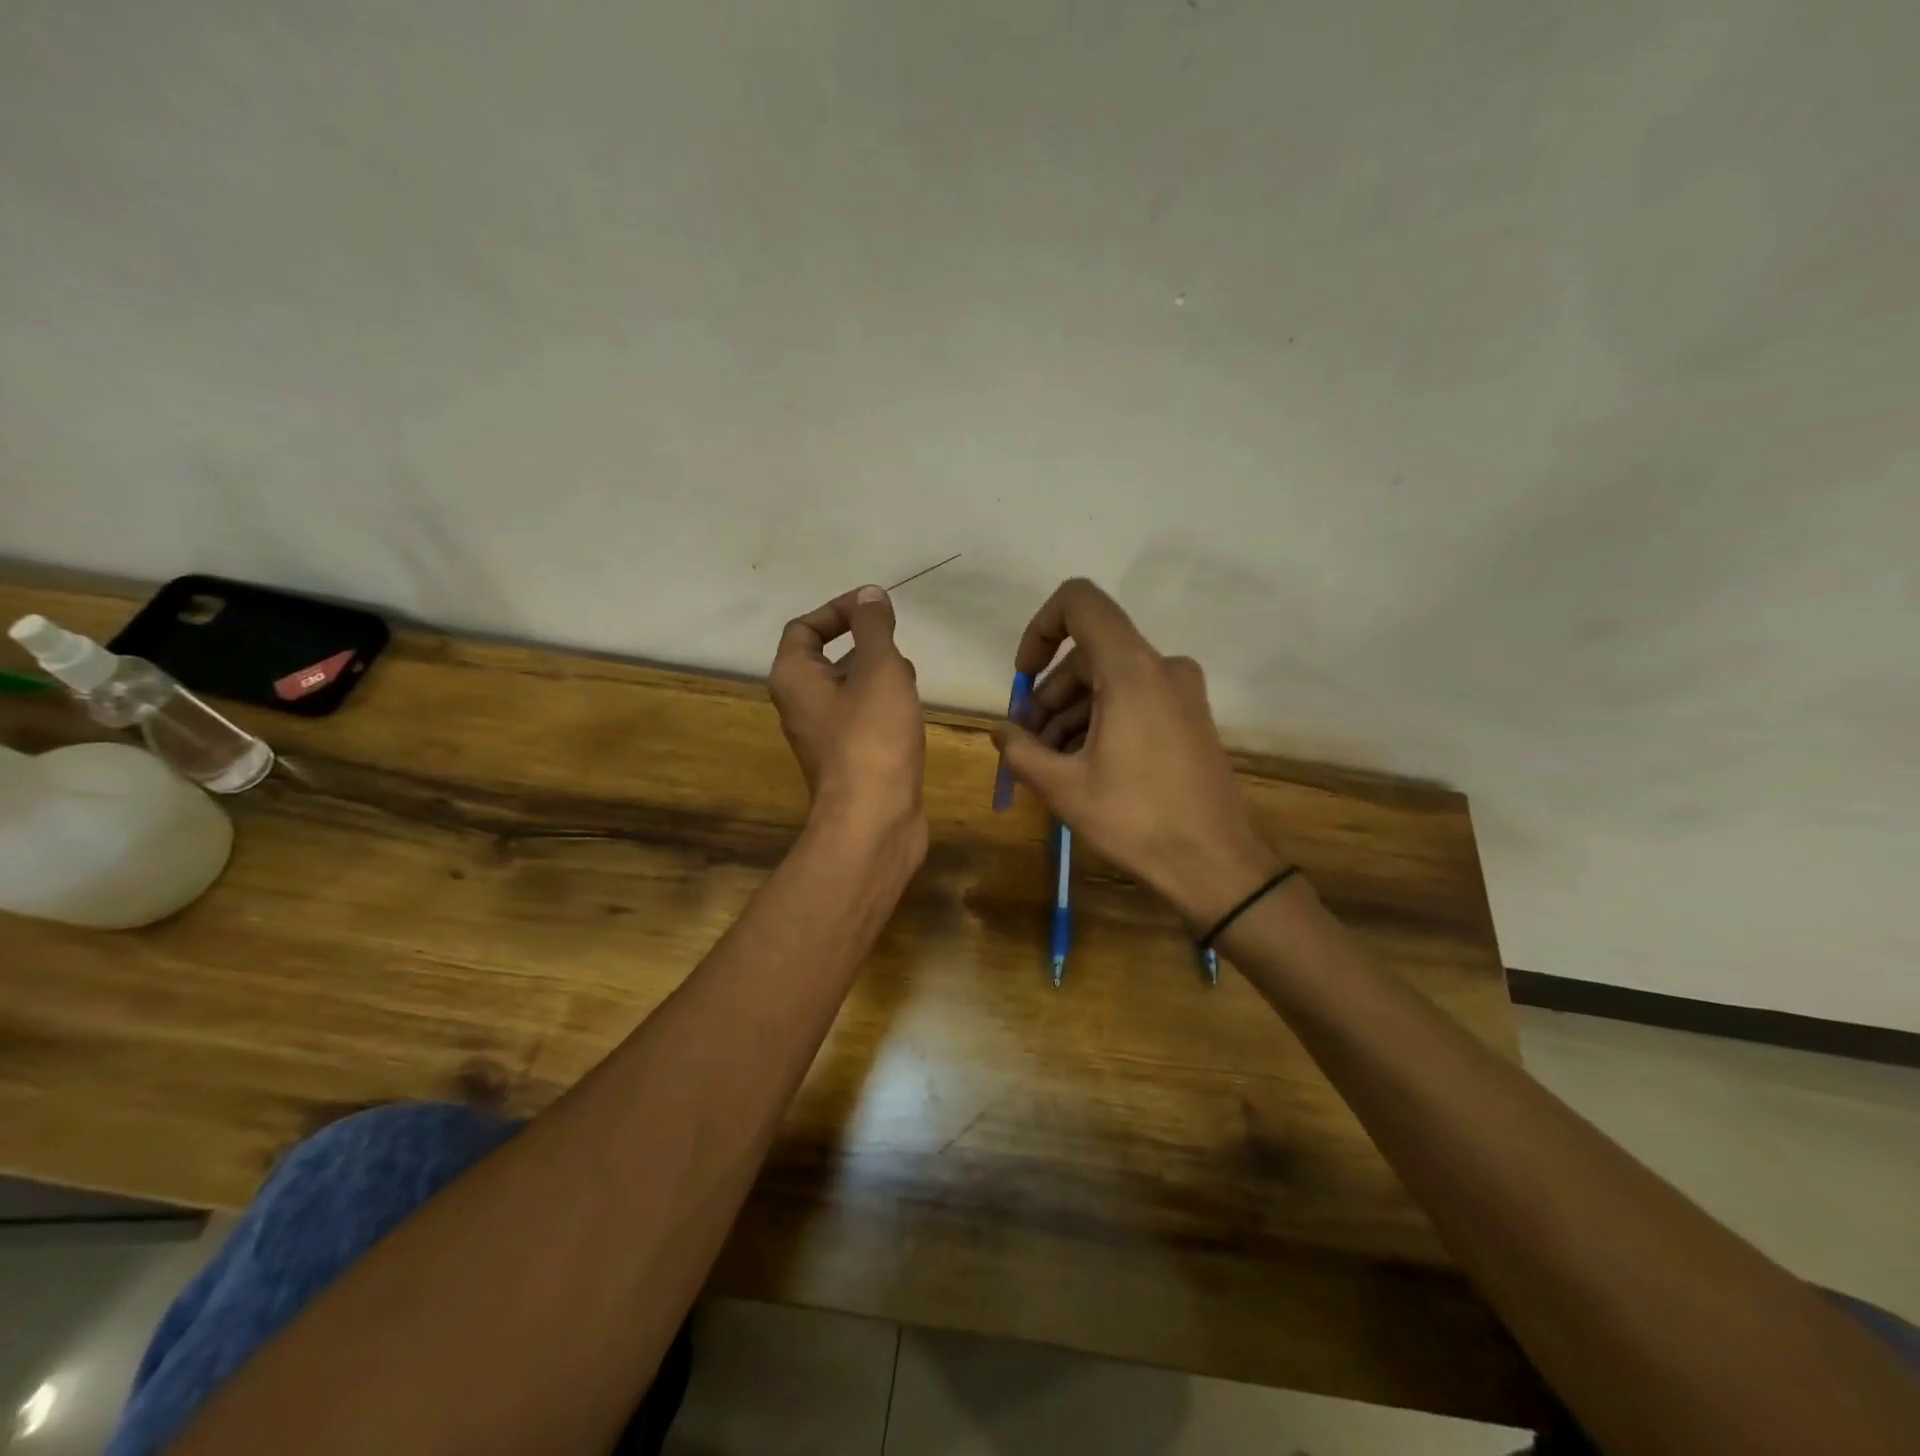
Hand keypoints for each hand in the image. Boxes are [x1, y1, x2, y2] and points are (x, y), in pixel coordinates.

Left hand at [769, 585, 926, 854]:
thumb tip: (870, 595)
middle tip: (898, 643)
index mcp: (794, 678)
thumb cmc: (872, 736)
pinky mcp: (849, 759)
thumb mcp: (878, 668)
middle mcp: (801, 705)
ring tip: (911, 676)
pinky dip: (885, 706)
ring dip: (879, 675)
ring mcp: (825, 735)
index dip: (838, 610)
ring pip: (850, 689)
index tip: (876, 608)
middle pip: (827, 658)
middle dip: (865, 644)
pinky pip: (863, 718)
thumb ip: (874, 627)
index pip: (804, 627)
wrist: (874, 819)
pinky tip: (912, 710)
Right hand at [996, 579, 1280, 927]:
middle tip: (1026, 744)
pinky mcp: (1189, 717)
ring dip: (1071, 713)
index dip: (1040, 629)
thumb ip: (1021, 750)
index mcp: (1132, 669)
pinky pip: (1133, 699)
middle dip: (1048, 695)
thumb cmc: (1137, 819)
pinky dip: (1101, 720)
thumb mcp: (1064, 787)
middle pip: (1088, 654)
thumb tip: (1002, 731)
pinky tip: (1081, 765)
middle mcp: (1162, 667)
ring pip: (1109, 680)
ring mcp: (1181, 692)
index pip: (1079, 602)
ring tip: (1048, 763)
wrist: (1216, 864)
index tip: (1023, 678)